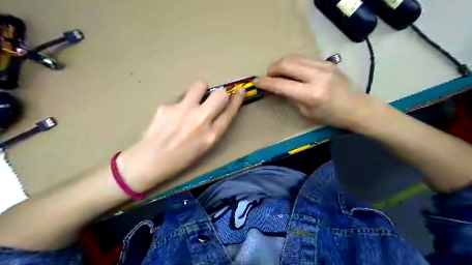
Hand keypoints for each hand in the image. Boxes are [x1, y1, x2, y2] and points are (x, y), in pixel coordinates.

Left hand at [117, 80, 244, 192]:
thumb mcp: (204, 147)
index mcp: (211, 135)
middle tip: (212, 99)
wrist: (149, 161)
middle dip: (220, 94)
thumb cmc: (180, 159)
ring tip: (192, 101)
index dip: (237, 99)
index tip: (241, 90)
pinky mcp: (167, 106)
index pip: (230, 111)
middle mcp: (201, 120)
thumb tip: (216, 110)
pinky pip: (179, 99)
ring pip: (200, 85)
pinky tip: (170, 117)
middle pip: (220, 94)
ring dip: (200, 90)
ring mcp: (183, 111)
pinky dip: (179, 105)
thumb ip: (213, 128)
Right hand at [257, 55, 369, 128]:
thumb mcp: (307, 112)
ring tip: (277, 73)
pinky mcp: (327, 62)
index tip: (256, 82)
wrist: (357, 107)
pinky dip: (293, 63)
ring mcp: (323, 66)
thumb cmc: (331, 117)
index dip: (265, 82)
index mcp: (311, 94)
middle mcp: (317, 76)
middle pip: (286, 64)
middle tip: (267, 77)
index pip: (281, 84)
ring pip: (294, 57)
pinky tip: (291, 70)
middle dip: (272, 69)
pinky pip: (304, 58)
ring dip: (281, 64)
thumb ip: (291, 97)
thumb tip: (277, 88)